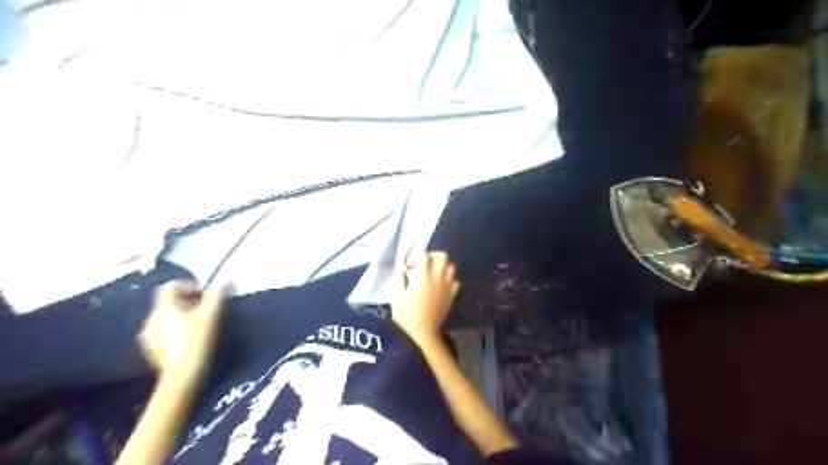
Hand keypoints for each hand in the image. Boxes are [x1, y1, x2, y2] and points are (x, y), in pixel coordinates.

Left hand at [138, 282, 225, 385]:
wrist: (183, 375)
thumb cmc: (197, 340)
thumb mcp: (212, 314)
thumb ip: (218, 295)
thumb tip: (226, 281)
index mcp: (164, 308)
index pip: (171, 287)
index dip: (189, 286)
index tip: (206, 295)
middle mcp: (151, 319)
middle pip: (169, 302)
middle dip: (188, 302)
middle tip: (207, 310)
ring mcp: (148, 336)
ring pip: (166, 318)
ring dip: (182, 316)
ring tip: (199, 325)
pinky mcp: (151, 350)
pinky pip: (163, 332)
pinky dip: (175, 330)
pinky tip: (188, 340)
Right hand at [393, 253, 462, 343]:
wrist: (424, 333)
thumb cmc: (407, 314)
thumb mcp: (396, 295)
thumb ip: (399, 276)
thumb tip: (401, 262)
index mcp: (423, 277)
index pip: (423, 254)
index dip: (416, 252)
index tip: (409, 258)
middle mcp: (438, 278)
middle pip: (442, 256)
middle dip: (432, 255)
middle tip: (422, 264)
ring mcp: (447, 287)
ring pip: (451, 267)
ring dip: (442, 266)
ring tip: (432, 273)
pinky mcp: (452, 295)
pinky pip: (455, 281)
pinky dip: (448, 279)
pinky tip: (440, 285)